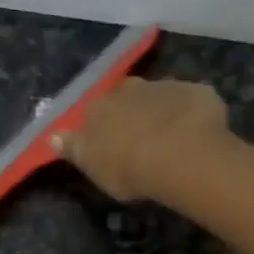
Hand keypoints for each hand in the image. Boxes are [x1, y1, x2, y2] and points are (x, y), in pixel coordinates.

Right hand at [52, 77, 230, 201]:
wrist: (179, 155)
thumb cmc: (128, 167)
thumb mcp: (91, 165)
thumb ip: (73, 149)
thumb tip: (53, 136)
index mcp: (101, 105)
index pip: (96, 110)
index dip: (105, 127)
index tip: (112, 144)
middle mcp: (131, 87)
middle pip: (130, 98)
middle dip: (136, 113)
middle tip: (144, 141)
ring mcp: (168, 86)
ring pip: (163, 98)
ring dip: (166, 113)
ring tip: (174, 141)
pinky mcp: (200, 93)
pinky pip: (194, 103)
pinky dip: (195, 116)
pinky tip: (200, 136)